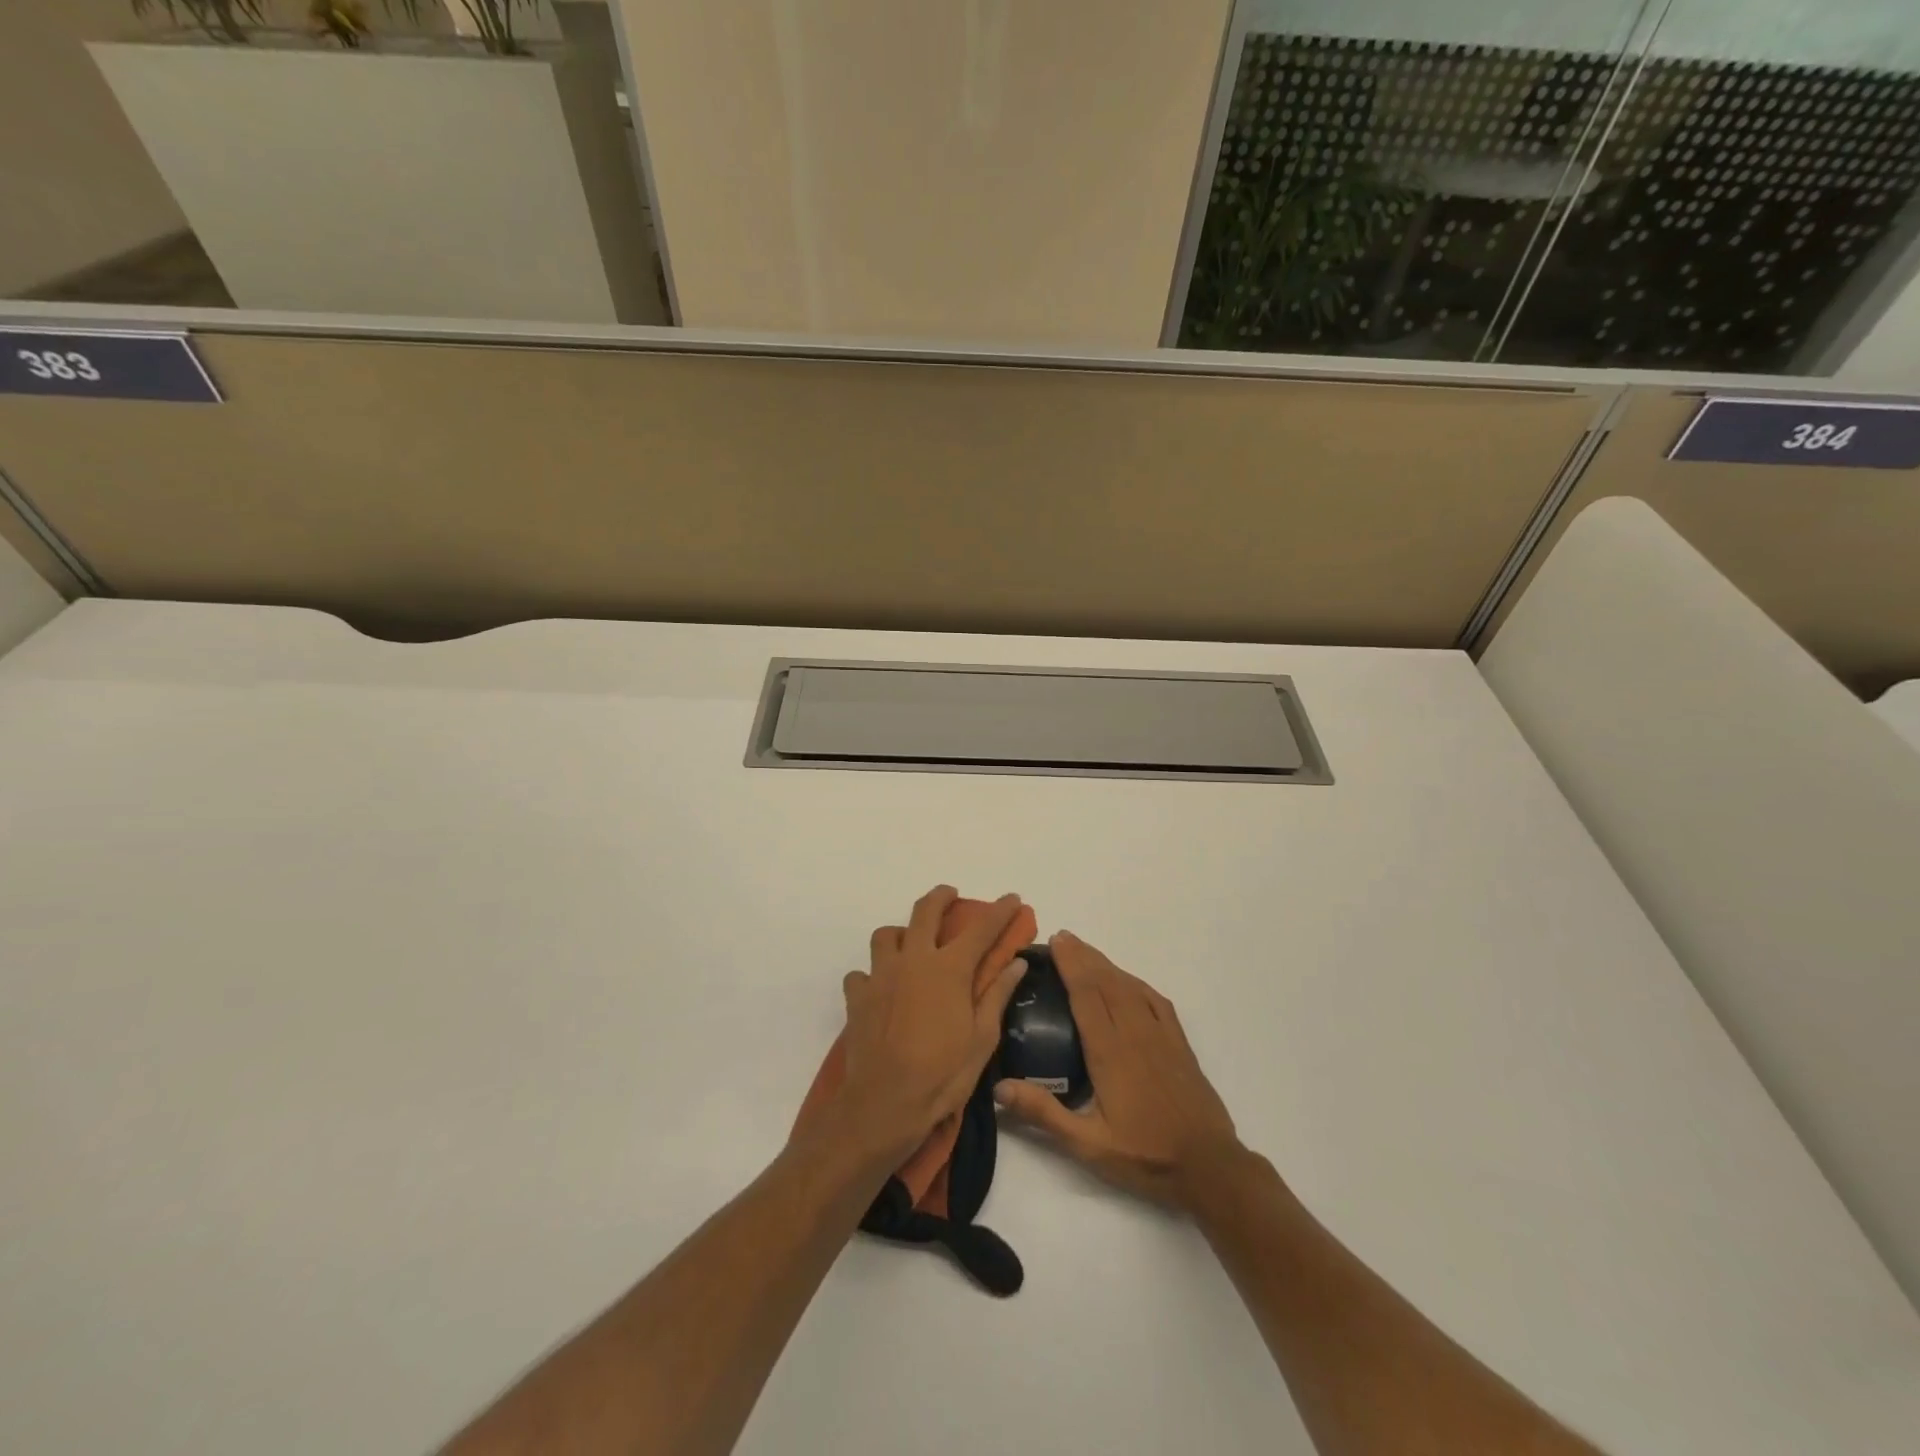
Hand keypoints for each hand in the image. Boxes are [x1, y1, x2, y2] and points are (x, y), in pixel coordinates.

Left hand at [835, 886, 1030, 1162]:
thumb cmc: (942, 1075)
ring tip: (909, 943)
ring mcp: (880, 975)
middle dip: (941, 897)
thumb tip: (1016, 963)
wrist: (884, 1105)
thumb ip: (997, 995)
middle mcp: (913, 960)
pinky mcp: (857, 997)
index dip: (1000, 911)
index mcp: (948, 969)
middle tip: (950, 895)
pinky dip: (871, 975)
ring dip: (900, 933)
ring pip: (885, 935)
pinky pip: (861, 973)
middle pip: (925, 911)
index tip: (1012, 898)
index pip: (981, 929)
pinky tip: (880, 989)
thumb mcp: (982, 1039)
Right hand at [994, 930, 1246, 1210]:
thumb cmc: (1145, 1156)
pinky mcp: (1179, 1043)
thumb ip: (1044, 1114)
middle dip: (1083, 956)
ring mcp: (1160, 1035)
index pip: (1086, 995)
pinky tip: (1127, 980)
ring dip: (1107, 964)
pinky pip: (1156, 1000)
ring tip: (1086, 951)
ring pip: (1130, 987)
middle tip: (1062, 937)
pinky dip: (1136, 982)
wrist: (1209, 1166)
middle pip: (1106, 982)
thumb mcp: (1088, 1144)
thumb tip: (1000, 1087)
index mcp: (1110, 1052)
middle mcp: (1135, 1033)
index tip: (1055, 942)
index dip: (1070, 965)